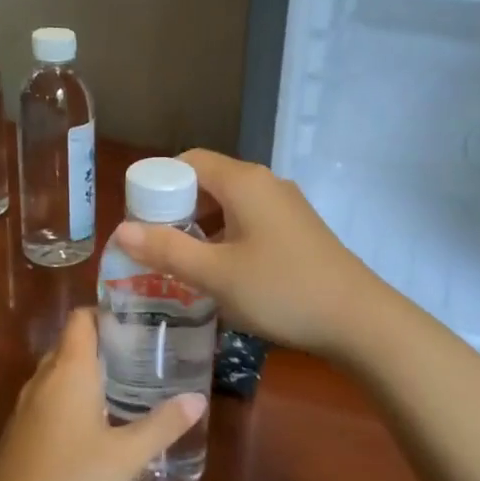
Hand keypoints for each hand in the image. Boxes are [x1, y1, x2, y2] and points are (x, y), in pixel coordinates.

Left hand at [0, 311, 205, 480]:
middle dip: (104, 342)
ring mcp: (27, 408)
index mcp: (68, 371)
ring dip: (88, 371)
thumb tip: (198, 398)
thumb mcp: (126, 456)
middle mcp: (43, 380)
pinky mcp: (21, 434)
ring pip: (58, 373)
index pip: (81, 318)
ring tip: (127, 382)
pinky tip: (98, 421)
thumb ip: (163, 425)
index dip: (106, 311)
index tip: (139, 318)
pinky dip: (72, 397)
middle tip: (144, 350)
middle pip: (71, 343)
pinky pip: (49, 398)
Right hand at [109, 149, 378, 358]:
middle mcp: (266, 183)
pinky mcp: (298, 230)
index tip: (138, 219)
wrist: (358, 319)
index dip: (157, 185)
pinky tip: (220, 273)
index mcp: (244, 182)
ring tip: (180, 263)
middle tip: (153, 246)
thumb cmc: (281, 290)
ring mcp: (286, 206)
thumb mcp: (216, 274)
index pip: (187, 162)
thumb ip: (167, 250)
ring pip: (229, 205)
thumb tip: (121, 230)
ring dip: (201, 228)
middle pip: (208, 182)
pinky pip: (250, 222)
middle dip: (176, 210)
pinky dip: (226, 238)